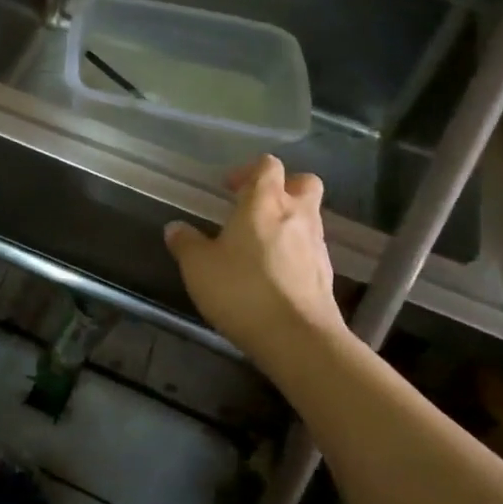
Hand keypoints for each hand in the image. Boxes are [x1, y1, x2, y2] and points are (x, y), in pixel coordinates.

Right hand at [164, 156, 346, 375]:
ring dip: (289, 221)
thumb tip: (176, 228)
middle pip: (303, 182)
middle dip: (283, 187)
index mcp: (264, 201)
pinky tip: (273, 273)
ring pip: (309, 216)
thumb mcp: (198, 266)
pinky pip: (311, 249)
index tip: (228, 189)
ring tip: (260, 245)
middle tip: (256, 207)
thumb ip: (186, 243)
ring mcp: (317, 244)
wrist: (297, 338)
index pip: (267, 165)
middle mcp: (297, 214)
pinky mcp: (326, 274)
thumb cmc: (242, 290)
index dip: (248, 171)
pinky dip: (295, 251)